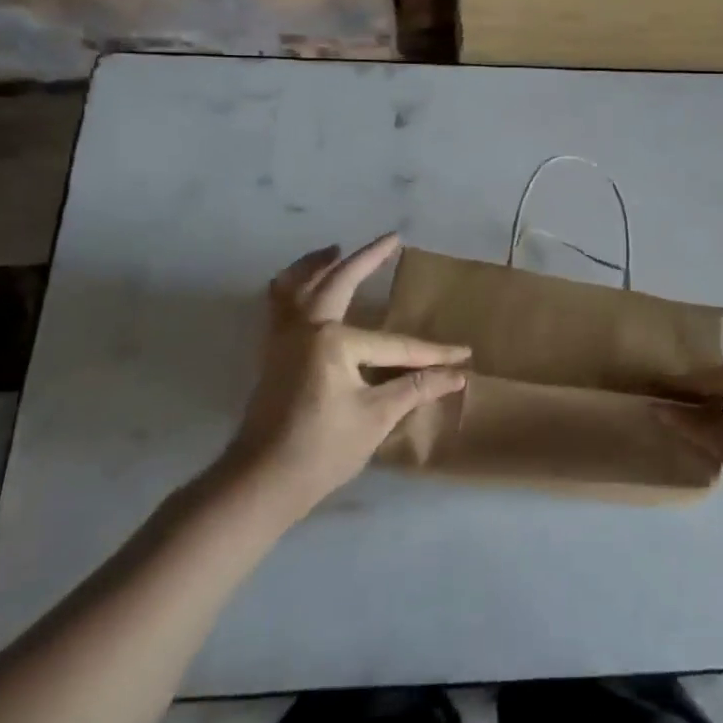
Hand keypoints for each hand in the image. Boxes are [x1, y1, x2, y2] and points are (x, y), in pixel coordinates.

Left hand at [219, 234, 470, 521]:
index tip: (463, 354)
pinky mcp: (271, 352)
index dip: (432, 353)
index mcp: (333, 340)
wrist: (259, 483)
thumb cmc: (321, 450)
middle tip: (390, 239)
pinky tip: (300, 287)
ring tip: (335, 249)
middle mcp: (305, 327)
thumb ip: (416, 388)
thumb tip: (458, 375)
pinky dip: (290, 286)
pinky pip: (278, 304)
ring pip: (297, 285)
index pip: (395, 344)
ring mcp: (282, 337)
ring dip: (317, 264)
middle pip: (339, 282)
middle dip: (368, 259)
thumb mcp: (375, 418)